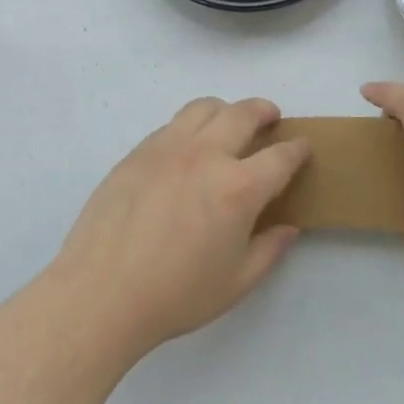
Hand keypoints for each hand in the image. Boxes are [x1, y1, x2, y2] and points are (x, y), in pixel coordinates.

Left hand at [53, 97, 308, 357]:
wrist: (100, 294)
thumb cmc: (175, 295)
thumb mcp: (236, 283)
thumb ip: (268, 250)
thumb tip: (288, 228)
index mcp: (238, 188)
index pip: (280, 156)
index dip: (297, 149)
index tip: (302, 146)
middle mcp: (206, 155)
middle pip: (244, 113)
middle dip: (265, 111)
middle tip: (271, 118)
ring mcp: (168, 148)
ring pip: (205, 107)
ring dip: (226, 110)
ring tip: (228, 124)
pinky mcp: (137, 152)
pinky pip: (172, 124)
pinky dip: (191, 127)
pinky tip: (187, 150)